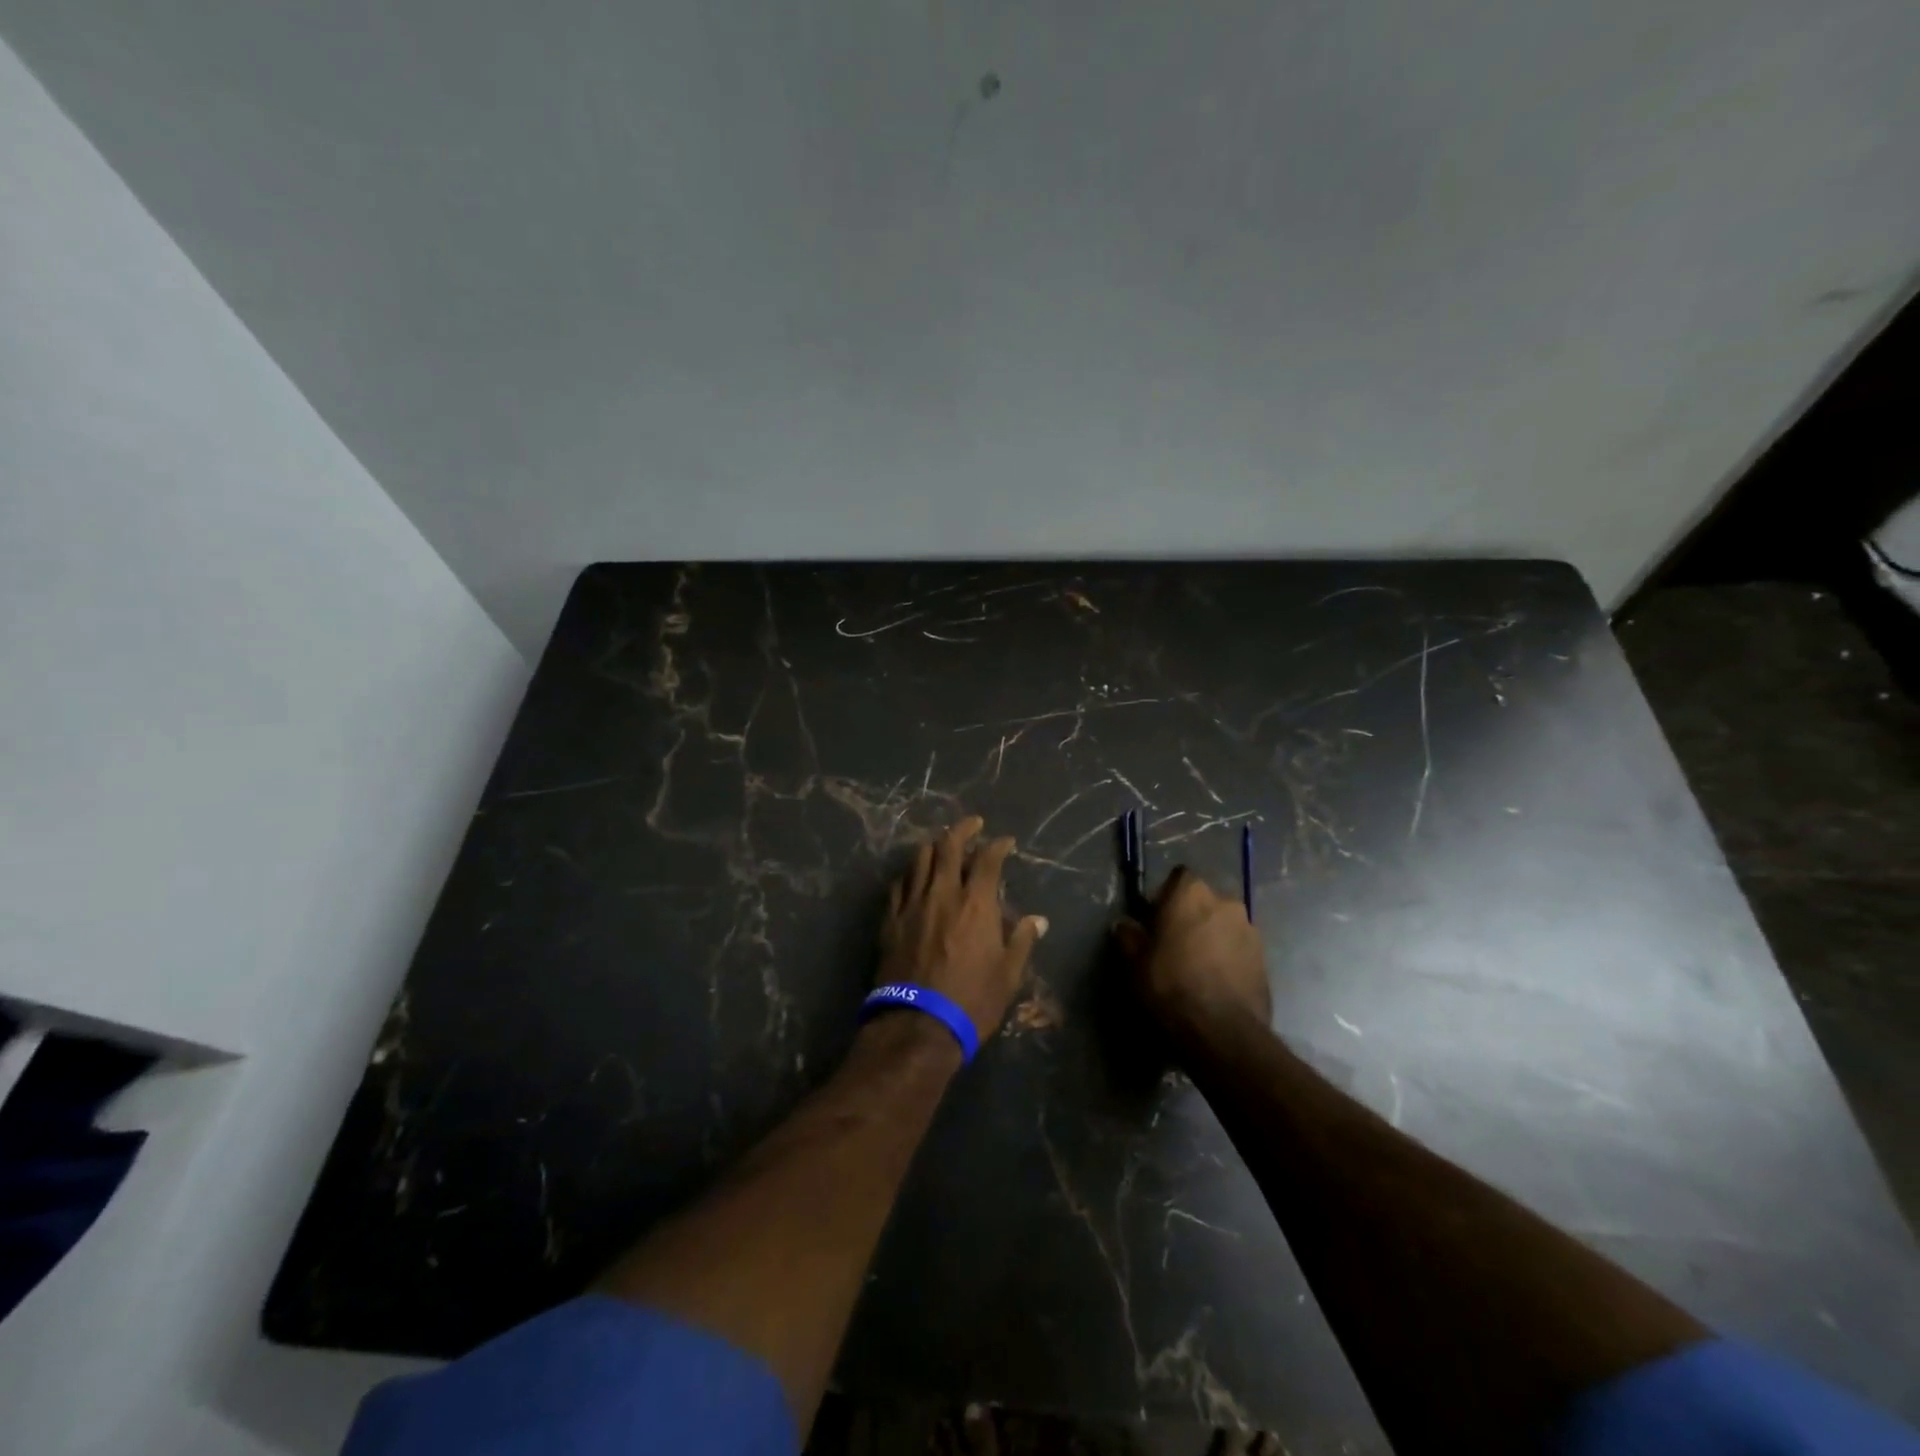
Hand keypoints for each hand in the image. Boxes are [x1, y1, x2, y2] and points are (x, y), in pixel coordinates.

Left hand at [878, 816, 1048, 1039]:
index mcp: (976, 903)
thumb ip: (1022, 940)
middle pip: (948, 846)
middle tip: (973, 824)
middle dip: (963, 830)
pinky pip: (899, 885)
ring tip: (942, 844)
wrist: (918, 1025)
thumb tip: (1038, 920)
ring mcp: (912, 904)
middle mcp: (942, 893)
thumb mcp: (1008, 974)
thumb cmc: (972, 1000)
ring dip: (934, 846)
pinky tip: (915, 877)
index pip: (987, 859)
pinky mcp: (891, 920)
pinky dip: (911, 874)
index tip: (1006, 841)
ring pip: (920, 859)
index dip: (998, 845)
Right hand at [1115, 866, 1270, 1038]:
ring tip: (1197, 968)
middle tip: (1174, 945)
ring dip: (1211, 938)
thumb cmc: (1170, 986)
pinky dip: (1228, 959)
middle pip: (1203, 901)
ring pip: (1223, 925)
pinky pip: (1239, 949)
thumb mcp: (1134, 962)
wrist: (1221, 1032)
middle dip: (1190, 917)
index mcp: (1191, 893)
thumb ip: (1128, 936)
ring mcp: (1250, 930)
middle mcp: (1225, 902)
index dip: (1165, 897)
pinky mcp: (1265, 959)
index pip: (1178, 878)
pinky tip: (1215, 983)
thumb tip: (1124, 925)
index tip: (1155, 921)